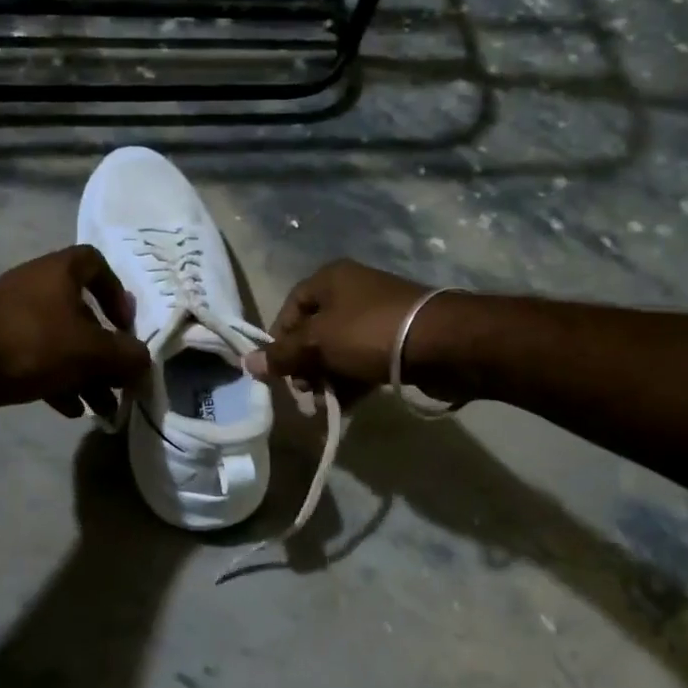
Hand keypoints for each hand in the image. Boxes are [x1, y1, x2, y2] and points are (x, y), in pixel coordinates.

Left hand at [0, 246, 149, 417]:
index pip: (95, 263)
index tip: (125, 324)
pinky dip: (58, 382)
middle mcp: (36, 288)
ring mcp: (14, 318)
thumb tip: (144, 362)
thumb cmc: (31, 344)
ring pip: (62, 342)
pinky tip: (71, 410)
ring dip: (85, 373)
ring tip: (103, 407)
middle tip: (120, 379)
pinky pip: (38, 360)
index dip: (116, 291)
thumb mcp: (90, 351)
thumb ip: (125, 355)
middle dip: (105, 350)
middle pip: (83, 314)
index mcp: (58, 273)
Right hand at [244, 259, 437, 402]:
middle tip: (304, 393)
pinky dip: (350, 383)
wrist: (441, 343)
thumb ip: (282, 355)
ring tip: (323, 406)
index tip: (278, 370)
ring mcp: (376, 317)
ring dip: (326, 379)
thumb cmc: (368, 333)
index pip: (290, 307)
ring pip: (338, 350)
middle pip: (314, 331)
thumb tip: (247, 363)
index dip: (279, 339)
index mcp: (330, 279)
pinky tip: (344, 408)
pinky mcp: (395, 341)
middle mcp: (352, 292)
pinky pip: (361, 362)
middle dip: (304, 365)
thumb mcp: (317, 343)